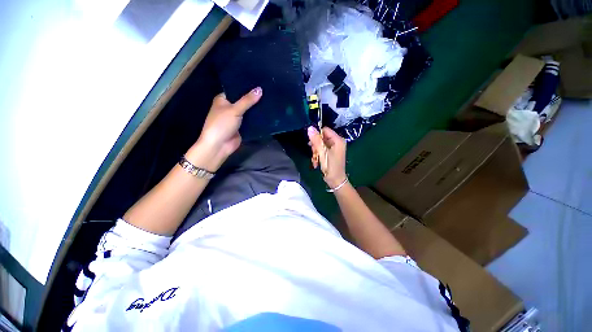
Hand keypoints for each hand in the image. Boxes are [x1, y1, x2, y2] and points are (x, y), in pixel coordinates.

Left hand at [192, 87, 261, 169]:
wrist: (220, 145)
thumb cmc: (222, 124)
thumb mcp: (234, 110)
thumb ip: (247, 100)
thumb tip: (260, 89)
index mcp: (223, 100)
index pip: (236, 90)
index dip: (246, 86)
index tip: (259, 82)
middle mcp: (229, 107)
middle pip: (243, 101)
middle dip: (253, 98)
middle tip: (268, 90)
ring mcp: (236, 118)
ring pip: (248, 111)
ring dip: (256, 108)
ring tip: (270, 99)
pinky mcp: (242, 127)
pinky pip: (251, 120)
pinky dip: (257, 118)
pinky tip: (267, 113)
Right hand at [307, 126, 346, 188]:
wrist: (335, 181)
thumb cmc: (331, 167)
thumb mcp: (322, 153)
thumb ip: (316, 140)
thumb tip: (310, 128)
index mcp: (338, 140)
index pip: (325, 130)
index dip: (317, 135)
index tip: (311, 144)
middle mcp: (337, 142)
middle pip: (322, 138)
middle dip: (316, 146)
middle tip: (314, 154)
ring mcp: (334, 148)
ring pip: (320, 144)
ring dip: (315, 152)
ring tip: (315, 160)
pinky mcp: (331, 153)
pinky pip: (322, 150)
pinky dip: (318, 155)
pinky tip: (316, 162)